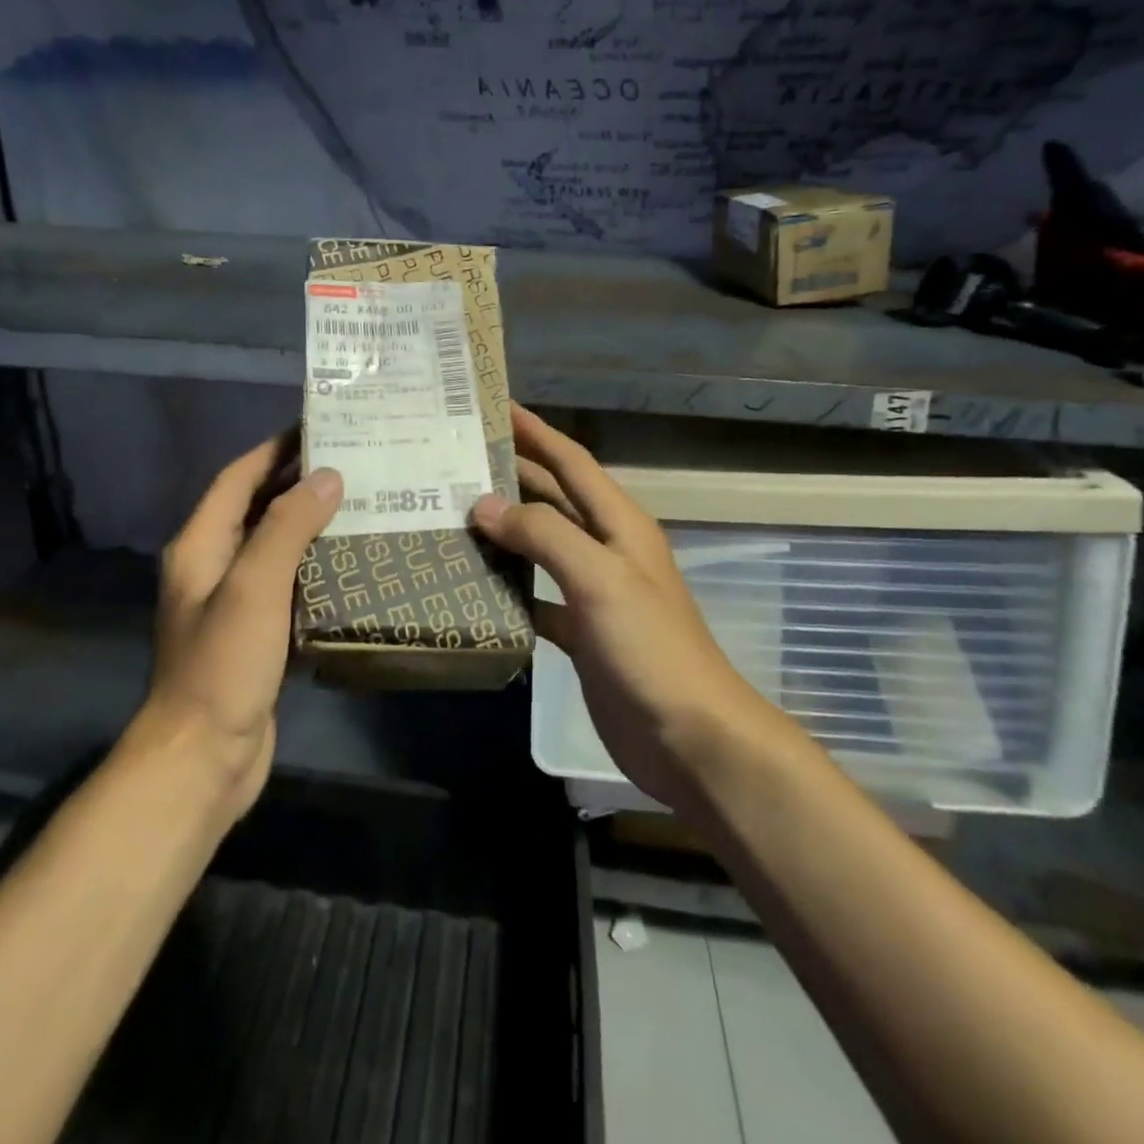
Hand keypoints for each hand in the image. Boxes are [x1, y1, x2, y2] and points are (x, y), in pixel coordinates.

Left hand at [141, 434, 341, 818]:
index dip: (272, 450)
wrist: (204, 758)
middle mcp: (212, 567)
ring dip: (310, 525)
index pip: (236, 479)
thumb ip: (288, 526)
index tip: (316, 427)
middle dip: (297, 483)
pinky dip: (314, 567)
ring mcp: (233, 604)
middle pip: (256, 509)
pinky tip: (351, 564)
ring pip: (275, 547)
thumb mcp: (254, 585)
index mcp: (200, 546)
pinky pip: (287, 585)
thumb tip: (327, 476)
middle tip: (352, 463)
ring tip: (361, 504)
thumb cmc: (223, 664)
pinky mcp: (256, 635)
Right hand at [471, 406, 787, 812]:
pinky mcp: (580, 632)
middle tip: (458, 459)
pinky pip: (536, 596)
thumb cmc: (649, 647)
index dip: (537, 432)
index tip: (496, 407)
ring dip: (505, 529)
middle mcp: (606, 549)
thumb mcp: (599, 579)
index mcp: (619, 524)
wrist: (688, 736)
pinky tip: (474, 585)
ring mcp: (593, 592)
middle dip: (513, 475)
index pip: (572, 462)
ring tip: (455, 514)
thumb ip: (544, 535)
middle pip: (554, 499)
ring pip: (541, 546)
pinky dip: (508, 587)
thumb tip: (485, 505)